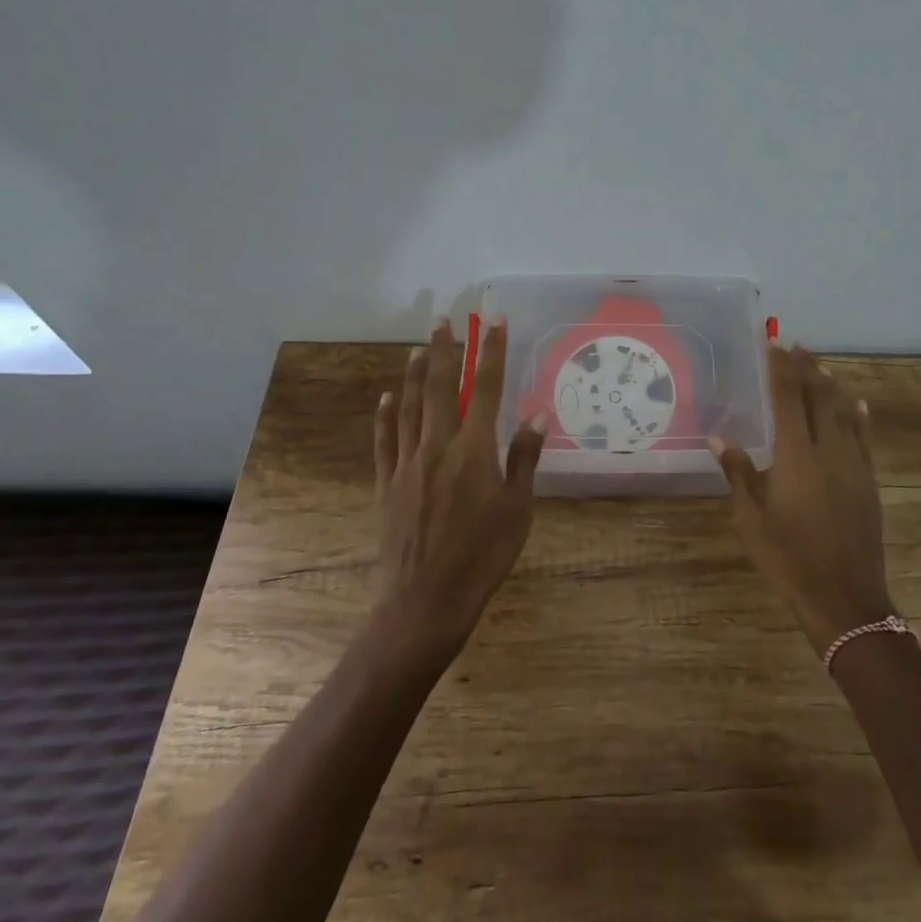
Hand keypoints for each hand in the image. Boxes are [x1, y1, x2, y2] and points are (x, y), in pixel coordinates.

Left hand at [372, 318, 546, 663]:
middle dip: (445, 350)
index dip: (490, 351)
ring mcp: (408, 463)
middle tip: (443, 320)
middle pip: (441, 387)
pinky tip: (387, 397)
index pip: (486, 388)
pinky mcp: (387, 484)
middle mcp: (438, 445)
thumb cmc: (483, 556)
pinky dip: (385, 415)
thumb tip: (536, 412)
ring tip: (419, 347)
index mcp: (474, 449)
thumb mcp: (518, 509)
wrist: (425, 601)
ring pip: (410, 407)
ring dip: (416, 374)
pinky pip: (384, 440)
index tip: (492, 320)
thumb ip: (524, 457)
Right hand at [711, 344, 893, 655]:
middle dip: (808, 369)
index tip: (774, 344)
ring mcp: (854, 465)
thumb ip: (738, 473)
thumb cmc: (788, 558)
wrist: (844, 598)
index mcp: (796, 455)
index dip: (781, 369)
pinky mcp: (869, 482)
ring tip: (821, 366)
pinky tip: (858, 406)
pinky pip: (865, 438)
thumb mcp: (751, 518)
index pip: (788, 398)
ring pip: (844, 413)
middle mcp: (828, 450)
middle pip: (819, 397)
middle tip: (796, 346)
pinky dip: (859, 417)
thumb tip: (718, 438)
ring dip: (832, 387)